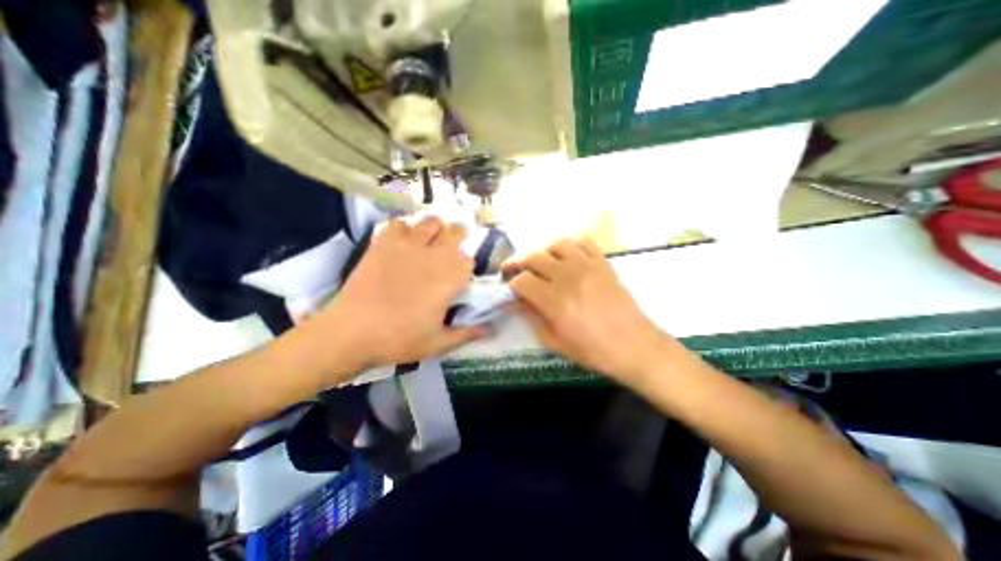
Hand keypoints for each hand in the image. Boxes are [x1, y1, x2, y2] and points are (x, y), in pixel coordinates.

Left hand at [311, 218, 486, 374]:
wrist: (350, 332)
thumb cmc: (399, 339)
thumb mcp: (438, 343)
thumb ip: (467, 333)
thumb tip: (491, 330)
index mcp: (450, 277)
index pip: (469, 259)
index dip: (465, 268)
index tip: (458, 279)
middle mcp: (433, 255)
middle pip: (456, 230)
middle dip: (457, 239)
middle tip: (448, 254)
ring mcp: (407, 245)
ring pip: (431, 220)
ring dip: (434, 230)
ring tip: (428, 244)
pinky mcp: (383, 242)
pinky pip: (399, 223)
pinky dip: (404, 229)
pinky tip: (402, 243)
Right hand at [504, 238, 676, 383]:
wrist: (634, 345)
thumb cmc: (593, 350)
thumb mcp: (555, 342)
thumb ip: (532, 317)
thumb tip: (516, 301)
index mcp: (555, 301)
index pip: (522, 280)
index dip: (511, 283)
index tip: (510, 289)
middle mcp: (569, 277)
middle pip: (534, 257)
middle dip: (518, 262)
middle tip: (513, 270)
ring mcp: (588, 266)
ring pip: (556, 244)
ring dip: (542, 251)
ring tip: (539, 262)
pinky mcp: (603, 263)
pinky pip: (583, 242)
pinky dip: (570, 244)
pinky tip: (565, 255)